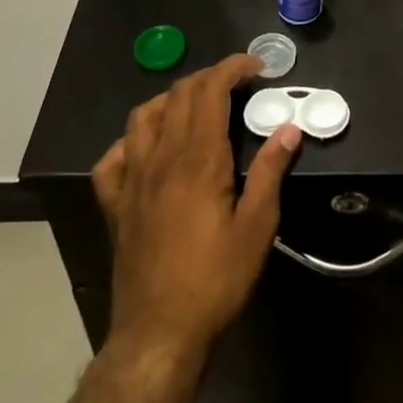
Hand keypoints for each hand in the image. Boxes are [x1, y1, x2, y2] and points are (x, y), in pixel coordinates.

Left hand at [92, 54, 301, 360]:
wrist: (159, 334)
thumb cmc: (216, 280)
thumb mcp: (258, 227)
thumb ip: (270, 172)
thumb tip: (289, 130)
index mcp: (199, 160)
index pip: (210, 91)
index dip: (232, 68)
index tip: (256, 67)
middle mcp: (161, 159)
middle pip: (178, 95)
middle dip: (208, 77)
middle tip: (237, 83)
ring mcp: (132, 180)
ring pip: (142, 116)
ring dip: (171, 99)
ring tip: (196, 105)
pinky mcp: (115, 205)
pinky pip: (113, 158)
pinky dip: (131, 140)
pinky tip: (148, 148)